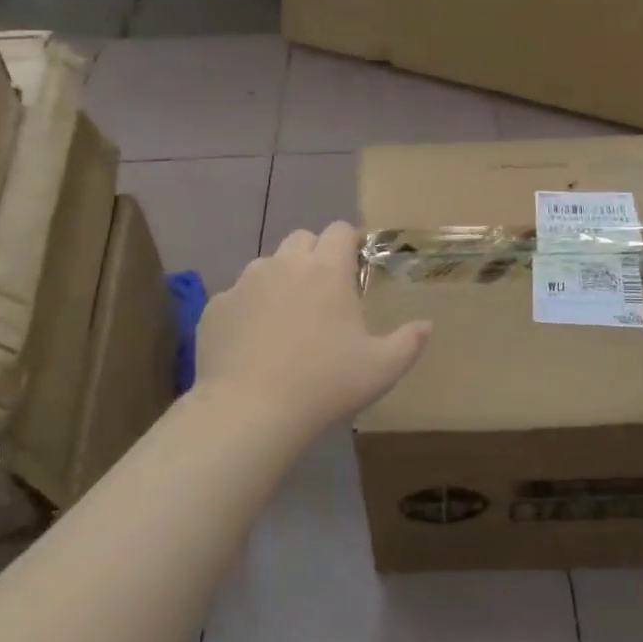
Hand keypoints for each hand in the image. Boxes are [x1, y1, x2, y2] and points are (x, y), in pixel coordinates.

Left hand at [196, 222, 431, 439]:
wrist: (250, 410)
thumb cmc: (325, 384)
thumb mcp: (381, 369)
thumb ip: (409, 342)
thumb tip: (426, 325)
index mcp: (327, 270)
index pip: (339, 230)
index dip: (349, 242)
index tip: (355, 265)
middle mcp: (284, 264)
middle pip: (301, 239)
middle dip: (314, 256)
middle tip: (323, 293)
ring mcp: (244, 283)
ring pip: (266, 265)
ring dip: (280, 279)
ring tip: (286, 319)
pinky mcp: (216, 307)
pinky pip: (236, 297)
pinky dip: (248, 309)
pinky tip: (253, 344)